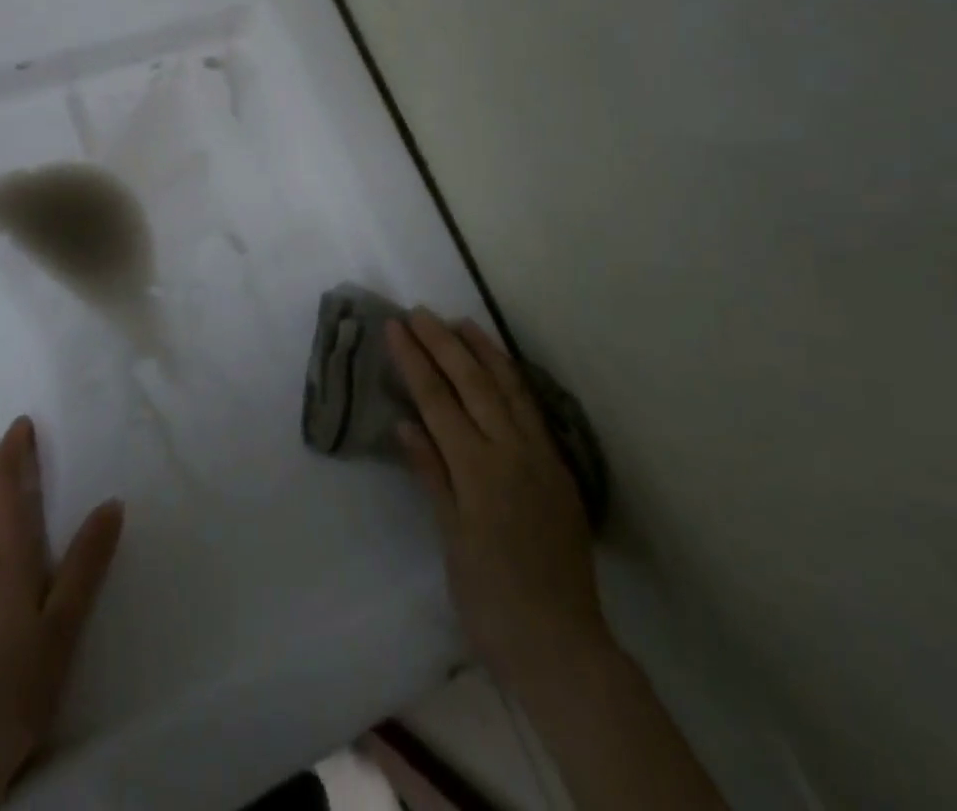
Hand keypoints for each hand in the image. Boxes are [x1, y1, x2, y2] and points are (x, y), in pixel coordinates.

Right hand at [387, 311, 609, 691]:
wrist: (561, 644)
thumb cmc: (490, 598)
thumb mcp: (451, 538)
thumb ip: (432, 473)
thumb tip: (406, 423)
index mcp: (477, 468)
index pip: (438, 399)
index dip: (414, 360)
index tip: (395, 327)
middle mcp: (510, 451)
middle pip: (472, 382)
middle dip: (443, 343)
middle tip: (419, 312)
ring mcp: (540, 456)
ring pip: (509, 388)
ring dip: (483, 351)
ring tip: (461, 322)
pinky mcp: (559, 468)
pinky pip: (532, 410)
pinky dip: (513, 380)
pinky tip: (502, 368)